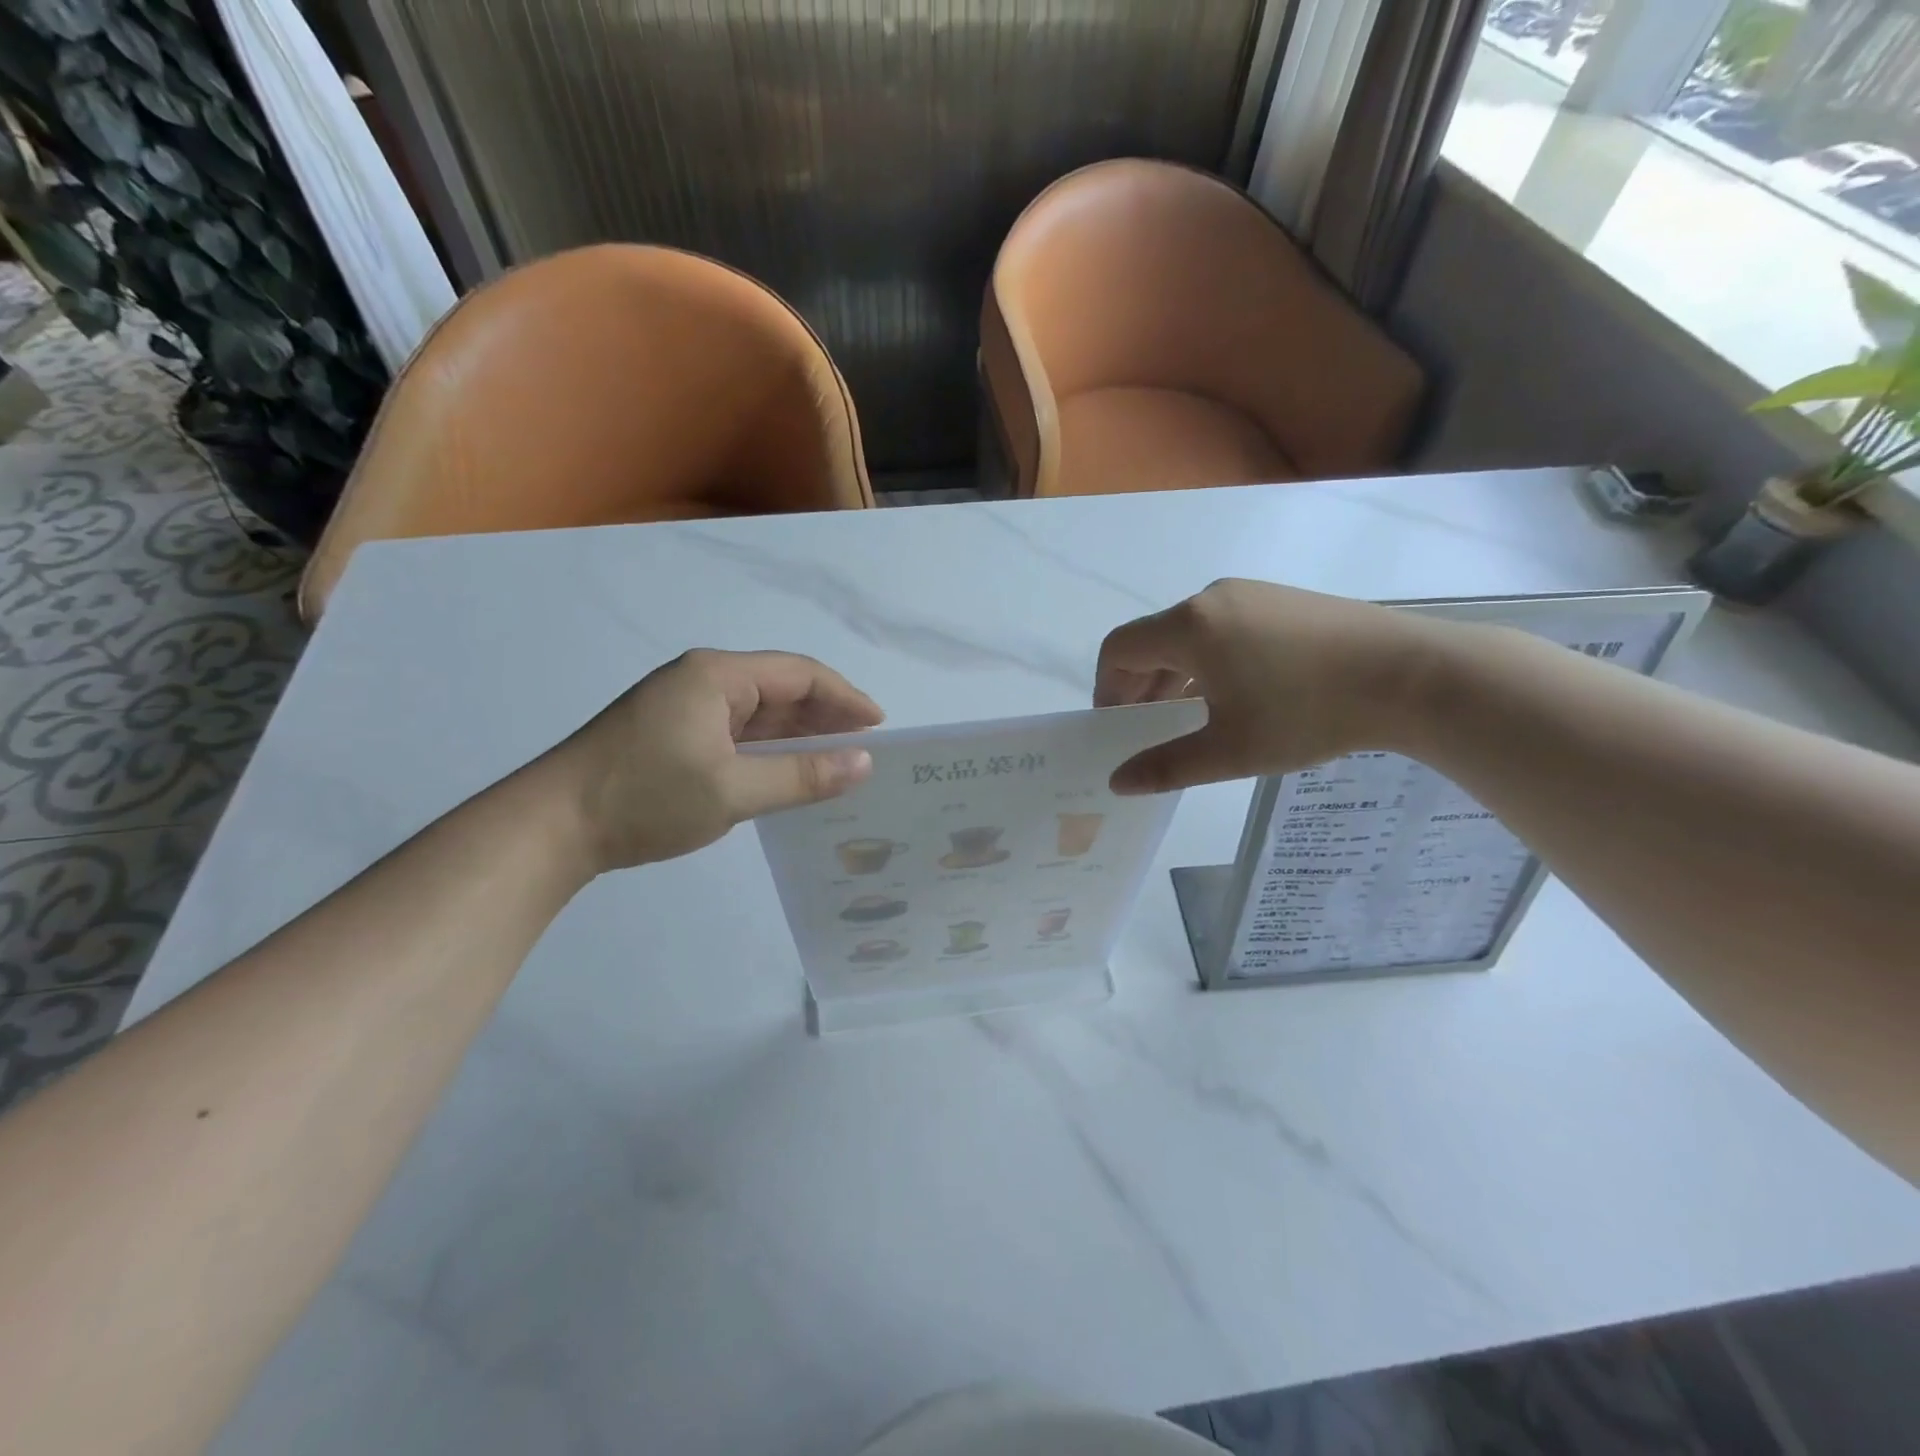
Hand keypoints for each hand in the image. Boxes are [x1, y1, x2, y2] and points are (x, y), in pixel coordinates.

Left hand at [548, 649, 883, 871]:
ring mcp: (685, 707)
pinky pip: (736, 733)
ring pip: (758, 714)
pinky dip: (768, 751)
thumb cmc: (646, 798)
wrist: (551, 826)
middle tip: (864, 750)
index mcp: (717, 676)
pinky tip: (788, 773)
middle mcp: (703, 680)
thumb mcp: (733, 790)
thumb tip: (864, 763)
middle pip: (780, 690)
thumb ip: (803, 776)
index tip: (879, 727)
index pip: (799, 674)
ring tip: (838, 764)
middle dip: (825, 717)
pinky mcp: (673, 734)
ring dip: (797, 736)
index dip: (845, 697)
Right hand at [1095, 579, 1431, 793]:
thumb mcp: (1230, 750)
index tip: (1120, 728)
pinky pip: (1223, 628)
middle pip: (1152, 640)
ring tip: (1192, 719)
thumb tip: (1118, 782)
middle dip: (1140, 687)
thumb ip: (1166, 766)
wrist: (1412, 676)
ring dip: (1175, 676)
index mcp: (1189, 627)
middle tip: (1150, 731)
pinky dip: (1209, 661)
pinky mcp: (1282, 601)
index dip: (1107, 689)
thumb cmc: (1308, 713)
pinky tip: (1235, 696)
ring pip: (1189, 635)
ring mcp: (1251, 594)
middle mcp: (1212, 599)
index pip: (1119, 649)